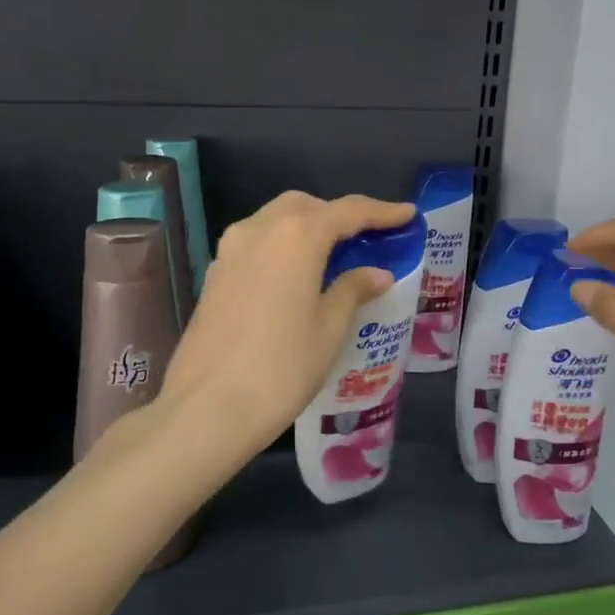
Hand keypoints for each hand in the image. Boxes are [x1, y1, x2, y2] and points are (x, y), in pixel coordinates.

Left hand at [161, 191, 415, 459]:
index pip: (347, 211)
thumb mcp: (329, 329)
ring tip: (333, 255)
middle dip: (337, 214)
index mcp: (296, 236)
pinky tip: (295, 276)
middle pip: (305, 206)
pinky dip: (282, 246)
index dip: (381, 211)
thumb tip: (376, 274)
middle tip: (365, 237)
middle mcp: (259, 229)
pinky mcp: (214, 275)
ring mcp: (230, 251)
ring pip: (275, 220)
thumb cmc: (282, 367)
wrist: (207, 408)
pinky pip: (256, 243)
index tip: (407, 214)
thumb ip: (353, 291)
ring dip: (306, 227)